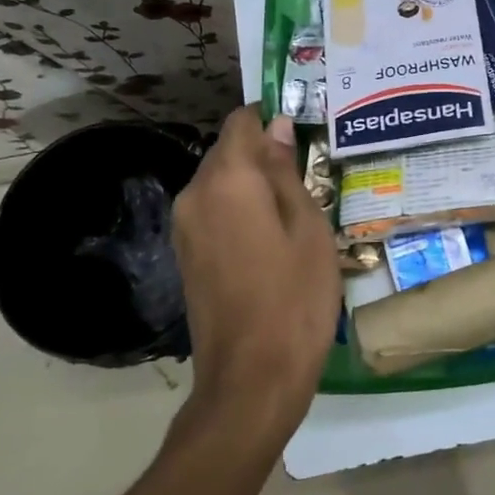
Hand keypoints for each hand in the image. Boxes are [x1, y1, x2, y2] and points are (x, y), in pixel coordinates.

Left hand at [172, 106, 340, 424]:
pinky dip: (241, 209)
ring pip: (221, 182)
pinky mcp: (186, 254)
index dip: (272, 117)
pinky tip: (273, 235)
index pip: (242, 122)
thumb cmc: (295, 297)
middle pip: (228, 150)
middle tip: (309, 171)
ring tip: (297, 205)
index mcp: (227, 180)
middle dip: (264, 152)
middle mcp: (195, 194)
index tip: (305, 130)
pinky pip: (215, 211)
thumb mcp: (308, 227)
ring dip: (254, 183)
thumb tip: (277, 127)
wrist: (252, 377)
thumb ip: (287, 171)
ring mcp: (185, 227)